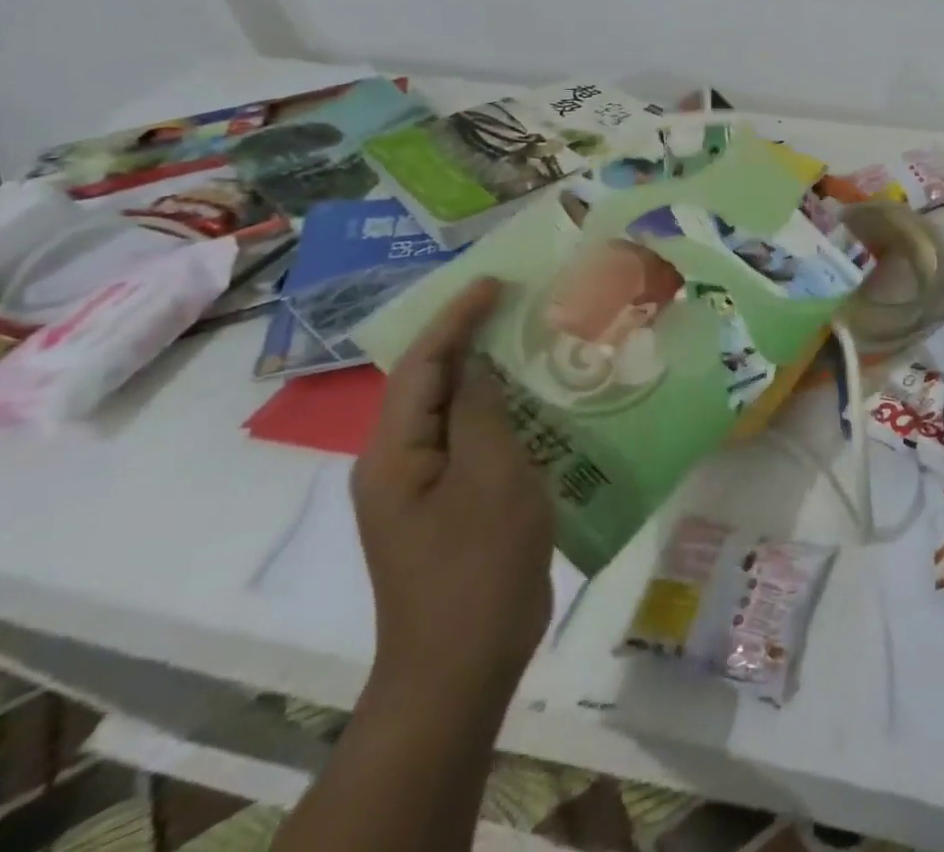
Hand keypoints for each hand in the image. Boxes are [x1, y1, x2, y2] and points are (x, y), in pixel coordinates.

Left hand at [351, 278, 554, 700]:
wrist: (464, 663)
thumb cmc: (477, 563)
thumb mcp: (489, 476)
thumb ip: (482, 413)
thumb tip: (480, 364)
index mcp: (395, 453)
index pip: (421, 365)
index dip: (456, 317)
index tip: (496, 281)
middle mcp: (402, 463)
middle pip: (434, 383)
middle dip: (472, 338)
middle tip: (521, 303)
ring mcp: (430, 487)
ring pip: (460, 411)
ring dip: (495, 374)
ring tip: (540, 341)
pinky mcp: (459, 505)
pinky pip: (480, 441)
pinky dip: (510, 412)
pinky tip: (548, 403)